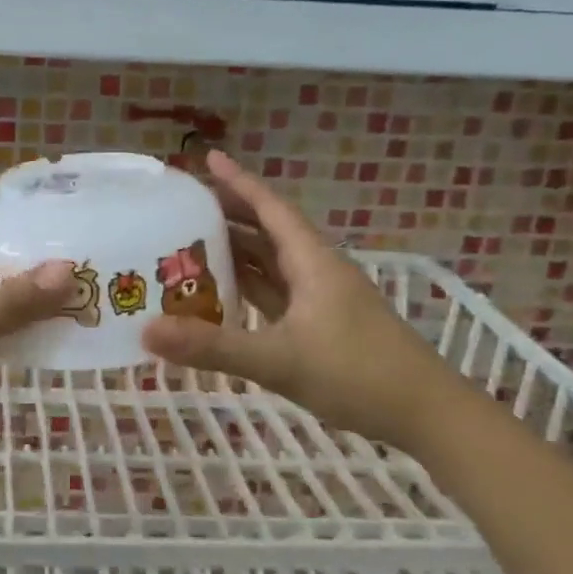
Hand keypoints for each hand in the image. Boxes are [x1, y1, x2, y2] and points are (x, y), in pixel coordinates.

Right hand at [141, 150, 467, 454]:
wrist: (426, 414)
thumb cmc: (358, 375)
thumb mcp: (279, 360)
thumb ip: (213, 347)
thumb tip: (146, 330)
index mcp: (312, 261)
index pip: (270, 208)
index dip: (238, 182)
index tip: (206, 159)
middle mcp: (316, 270)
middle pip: (268, 230)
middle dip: (228, 214)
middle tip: (183, 207)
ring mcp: (321, 299)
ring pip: (271, 263)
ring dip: (236, 251)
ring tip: (189, 245)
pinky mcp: (321, 324)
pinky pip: (275, 293)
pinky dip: (247, 287)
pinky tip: (221, 295)